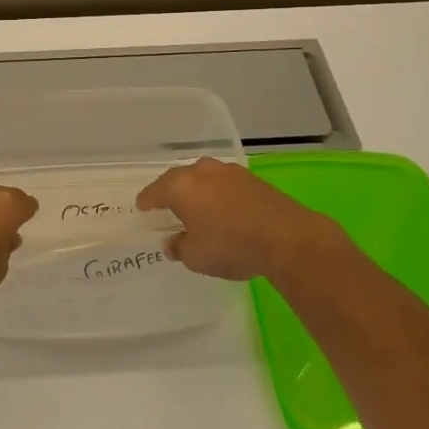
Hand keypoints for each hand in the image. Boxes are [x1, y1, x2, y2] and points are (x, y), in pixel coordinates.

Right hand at [137, 157, 352, 281]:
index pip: (155, 192)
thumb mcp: (196, 257)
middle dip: (170, 192)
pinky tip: (220, 207)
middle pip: (177, 179)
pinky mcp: (250, 178)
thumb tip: (172, 242)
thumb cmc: (231, 246)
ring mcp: (228, 171)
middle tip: (165, 206)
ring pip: (202, 178)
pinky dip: (216, 193)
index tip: (142, 208)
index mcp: (180, 186)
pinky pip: (222, 183)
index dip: (147, 201)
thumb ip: (179, 247)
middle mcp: (201, 171)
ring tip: (194, 207)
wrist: (287, 238)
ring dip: (196, 191)